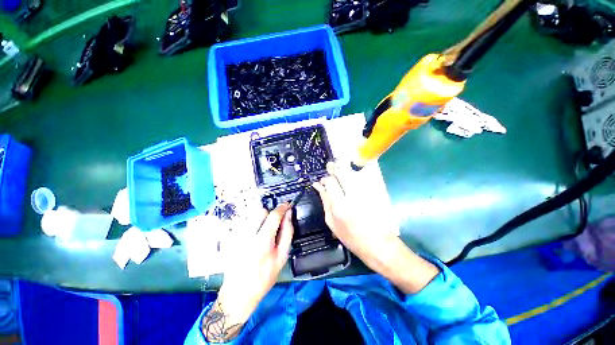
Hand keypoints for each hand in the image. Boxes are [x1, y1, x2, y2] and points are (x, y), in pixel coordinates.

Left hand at [202, 204, 293, 341]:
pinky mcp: (231, 238)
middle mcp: (247, 235)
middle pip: (260, 211)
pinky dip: (252, 225)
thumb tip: (288, 215)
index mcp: (262, 242)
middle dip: (270, 213)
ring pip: (251, 216)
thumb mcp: (282, 257)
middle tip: (274, 223)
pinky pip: (244, 223)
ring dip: (261, 218)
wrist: (239, 293)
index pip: (273, 216)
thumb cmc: (264, 276)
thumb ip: (287, 233)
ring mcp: (237, 236)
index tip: (287, 205)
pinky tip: (254, 238)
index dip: (282, 207)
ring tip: (264, 232)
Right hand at [313, 162, 438, 293]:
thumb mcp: (332, 223)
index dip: (325, 179)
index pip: (330, 182)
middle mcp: (353, 196)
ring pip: (352, 173)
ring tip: (338, 170)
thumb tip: (320, 188)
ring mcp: (365, 192)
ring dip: (343, 170)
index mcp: (340, 205)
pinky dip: (353, 176)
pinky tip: (349, 178)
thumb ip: (325, 202)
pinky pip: (361, 178)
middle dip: (334, 168)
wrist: (379, 244)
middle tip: (330, 167)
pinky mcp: (374, 192)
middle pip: (342, 173)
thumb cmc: (351, 238)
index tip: (321, 181)